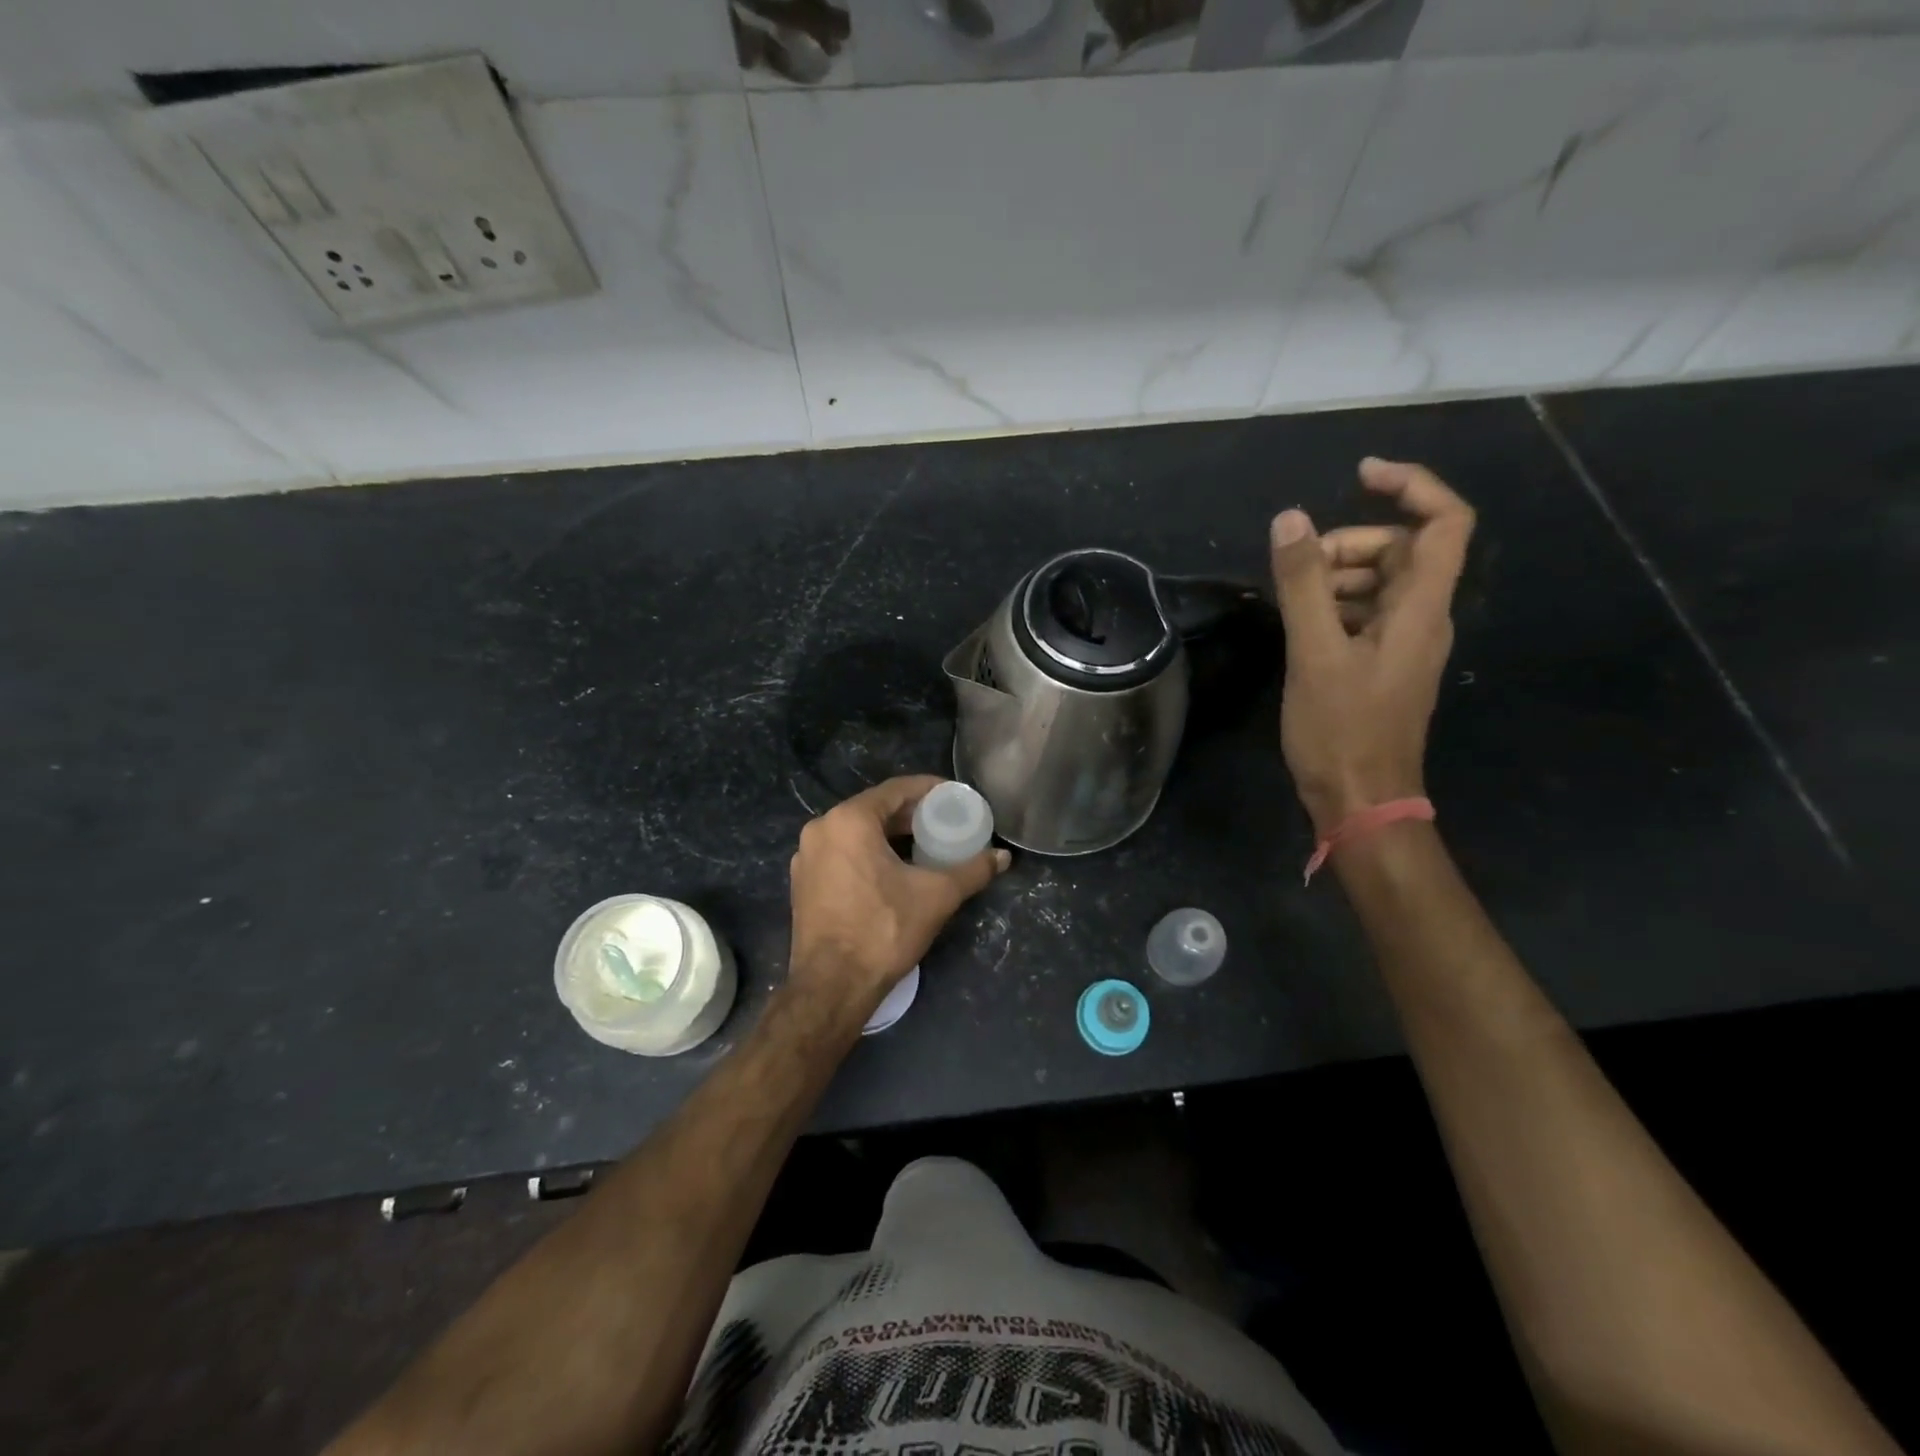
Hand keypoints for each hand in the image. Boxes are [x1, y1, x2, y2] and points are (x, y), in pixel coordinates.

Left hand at [788, 775, 1010, 1015]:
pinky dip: (868, 853)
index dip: (929, 790)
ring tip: (924, 845)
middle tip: (944, 822)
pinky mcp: (803, 882)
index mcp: (849, 820)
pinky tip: (893, 870)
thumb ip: (972, 870)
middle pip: (874, 809)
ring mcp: (807, 857)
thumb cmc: (883, 930)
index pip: (896, 790)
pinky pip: (842, 853)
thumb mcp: (936, 896)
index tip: (954, 796)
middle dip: (910, 815)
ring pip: (856, 832)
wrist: (831, 987)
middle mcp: (822, 829)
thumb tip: (1002, 857)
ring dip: (890, 835)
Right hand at [1269, 458, 1474, 833]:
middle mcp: (1423, 619)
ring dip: (1335, 576)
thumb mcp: (1314, 652)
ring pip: (1379, 584)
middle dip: (1349, 543)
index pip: (1445, 523)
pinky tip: (1298, 626)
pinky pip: (1364, 616)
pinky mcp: (1382, 666)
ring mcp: (1403, 644)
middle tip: (1297, 564)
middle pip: (1402, 550)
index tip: (1359, 474)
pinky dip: (1332, 607)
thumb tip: (1290, 519)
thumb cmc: (1342, 729)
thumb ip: (1303, 583)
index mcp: (1421, 608)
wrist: (1360, 800)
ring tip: (1289, 598)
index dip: (1412, 485)